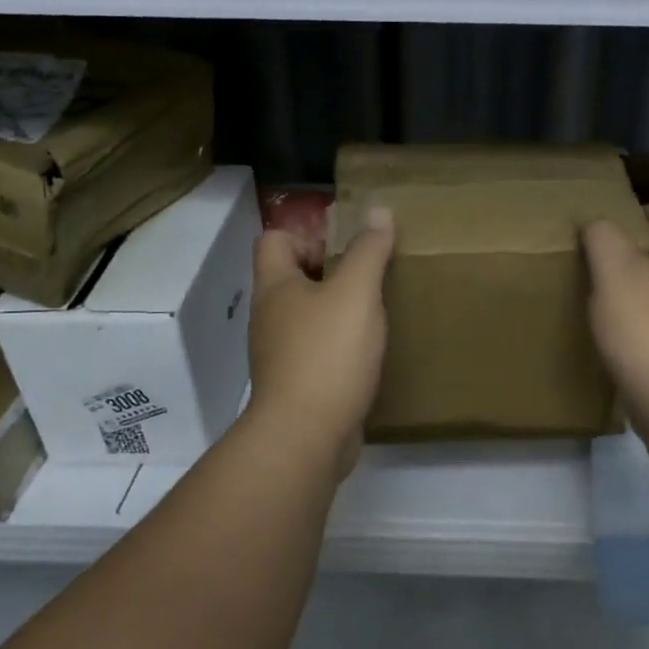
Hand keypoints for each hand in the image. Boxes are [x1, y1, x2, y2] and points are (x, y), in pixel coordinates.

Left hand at [244, 206, 394, 475]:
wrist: (306, 437)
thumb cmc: (327, 354)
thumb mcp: (356, 293)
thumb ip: (368, 251)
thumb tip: (378, 211)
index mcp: (276, 286)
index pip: (274, 239)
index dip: (308, 232)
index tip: (348, 245)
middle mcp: (270, 316)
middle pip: (293, 276)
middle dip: (331, 270)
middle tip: (371, 275)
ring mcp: (280, 353)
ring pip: (307, 315)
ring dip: (338, 308)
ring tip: (376, 310)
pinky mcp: (296, 384)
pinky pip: (317, 349)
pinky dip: (339, 344)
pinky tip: (368, 351)